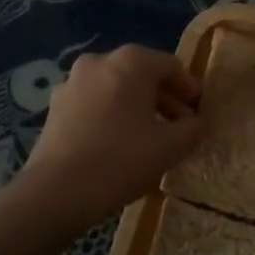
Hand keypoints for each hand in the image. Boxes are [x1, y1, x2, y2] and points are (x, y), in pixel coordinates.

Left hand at [17, 45, 201, 225]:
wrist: (56, 193)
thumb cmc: (121, 160)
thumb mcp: (172, 146)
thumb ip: (193, 127)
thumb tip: (196, 122)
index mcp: (130, 61)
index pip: (171, 66)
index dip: (190, 88)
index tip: (199, 112)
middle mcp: (99, 61)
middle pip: (142, 74)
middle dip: (165, 99)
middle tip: (180, 126)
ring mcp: (72, 83)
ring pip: (117, 89)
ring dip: (138, 107)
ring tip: (152, 137)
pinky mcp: (55, 107)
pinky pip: (95, 103)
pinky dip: (113, 115)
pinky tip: (120, 143)